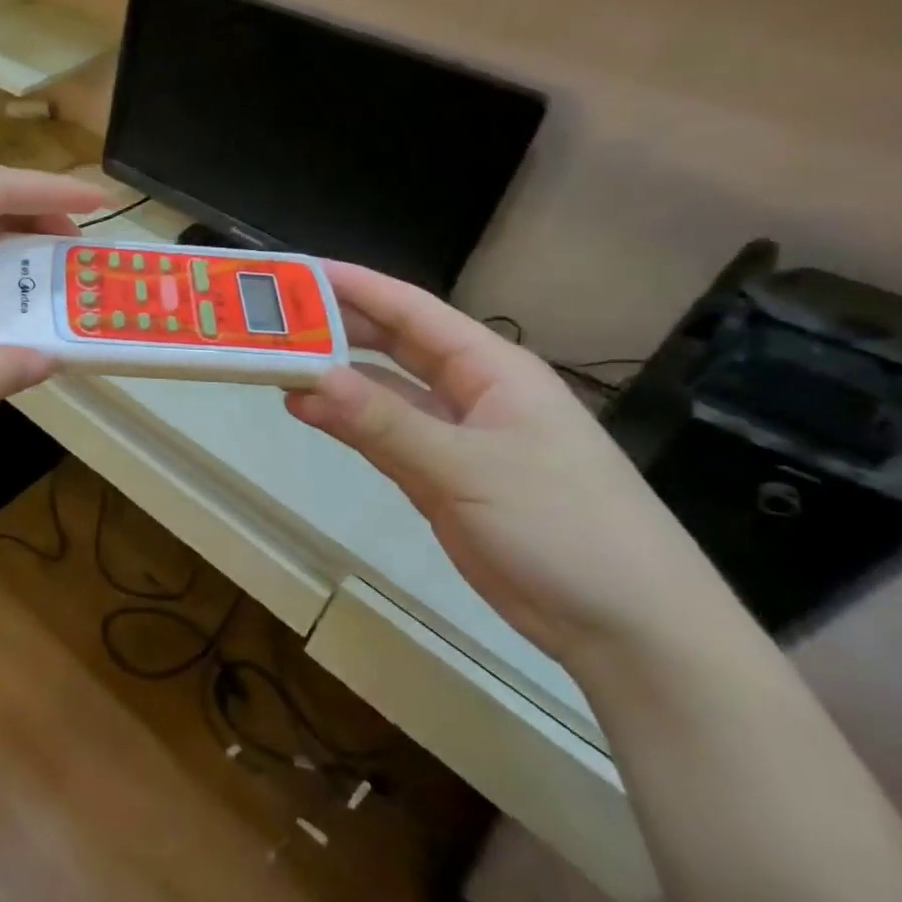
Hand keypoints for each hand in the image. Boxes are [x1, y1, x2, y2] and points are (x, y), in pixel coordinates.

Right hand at [285, 263, 735, 665]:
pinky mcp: (441, 478)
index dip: (357, 286)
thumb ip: (385, 422)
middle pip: (393, 346)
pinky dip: (346, 422)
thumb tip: (310, 378)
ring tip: (275, 364)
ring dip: (335, 378)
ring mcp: (455, 437)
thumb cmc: (564, 528)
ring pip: (383, 392)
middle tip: (274, 318)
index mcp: (493, 369)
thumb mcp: (467, 468)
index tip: (300, 271)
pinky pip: (383, 435)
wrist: (628, 630)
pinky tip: (306, 411)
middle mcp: (471, 392)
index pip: (413, 311)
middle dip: (338, 328)